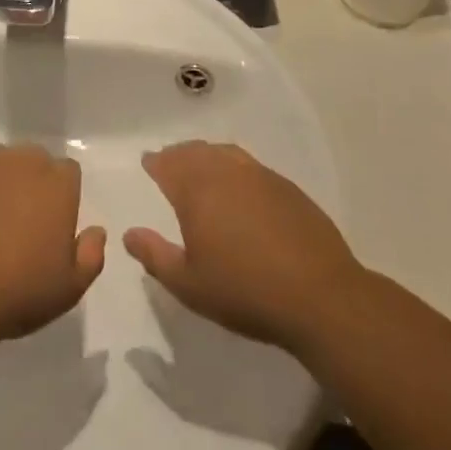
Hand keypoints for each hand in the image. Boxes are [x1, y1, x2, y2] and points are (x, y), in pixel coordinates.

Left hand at [0, 144, 105, 342]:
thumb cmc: (20, 289)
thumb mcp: (70, 287)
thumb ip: (91, 254)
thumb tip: (96, 231)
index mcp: (58, 183)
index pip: (68, 172)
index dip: (64, 195)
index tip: (54, 223)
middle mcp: (24, 162)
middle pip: (35, 160)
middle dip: (35, 182)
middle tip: (25, 221)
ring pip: (3, 161)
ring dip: (4, 180)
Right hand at [124, 142, 362, 355]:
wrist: (321, 297)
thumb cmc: (246, 292)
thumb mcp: (190, 285)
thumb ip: (155, 256)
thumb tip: (129, 234)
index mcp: (197, 191)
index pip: (168, 164)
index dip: (155, 162)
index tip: (148, 163)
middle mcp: (225, 173)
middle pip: (195, 152)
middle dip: (178, 155)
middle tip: (170, 163)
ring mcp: (260, 176)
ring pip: (224, 153)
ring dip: (206, 156)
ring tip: (201, 167)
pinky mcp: (287, 188)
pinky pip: (250, 165)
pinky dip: (234, 166)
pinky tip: (240, 186)